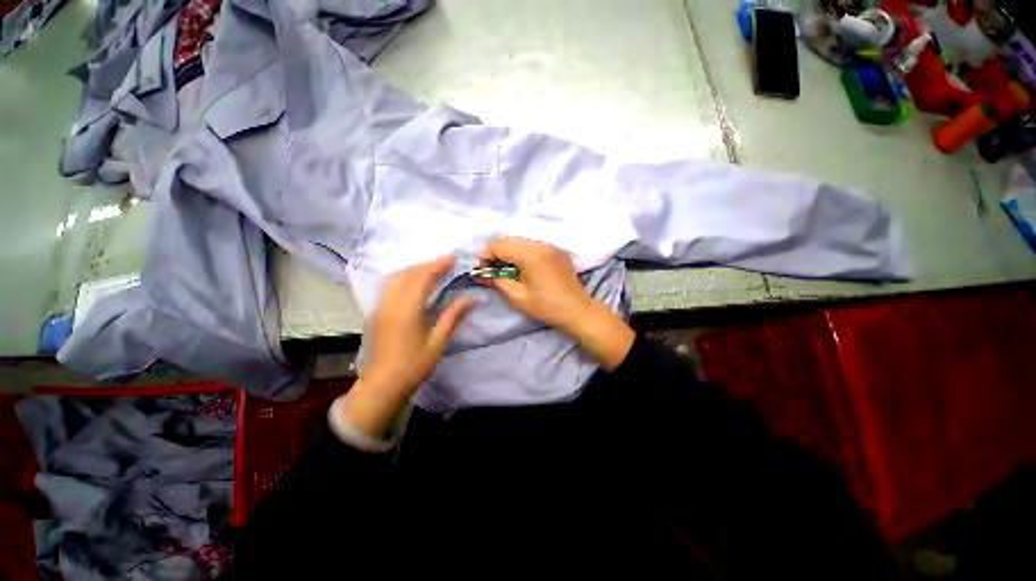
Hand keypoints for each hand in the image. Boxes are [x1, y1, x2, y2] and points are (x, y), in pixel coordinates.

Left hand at [342, 256, 474, 436]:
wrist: (382, 385)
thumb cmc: (414, 365)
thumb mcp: (438, 342)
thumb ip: (453, 316)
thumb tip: (473, 298)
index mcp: (407, 309)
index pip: (422, 278)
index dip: (437, 265)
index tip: (452, 258)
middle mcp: (390, 303)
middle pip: (407, 274)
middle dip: (426, 264)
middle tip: (444, 263)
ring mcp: (380, 307)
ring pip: (394, 277)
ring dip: (412, 269)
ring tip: (430, 270)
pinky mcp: (375, 313)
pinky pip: (388, 286)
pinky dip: (403, 277)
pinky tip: (412, 283)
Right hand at [477, 237, 594, 333]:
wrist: (577, 310)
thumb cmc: (546, 306)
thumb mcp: (517, 297)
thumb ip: (497, 281)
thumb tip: (483, 273)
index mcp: (530, 254)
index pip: (498, 244)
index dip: (484, 255)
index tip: (482, 271)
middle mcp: (541, 243)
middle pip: (508, 239)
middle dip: (495, 253)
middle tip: (492, 271)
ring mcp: (551, 245)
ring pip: (520, 241)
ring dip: (509, 252)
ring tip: (508, 270)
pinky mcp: (557, 250)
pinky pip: (533, 245)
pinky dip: (522, 253)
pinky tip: (523, 268)